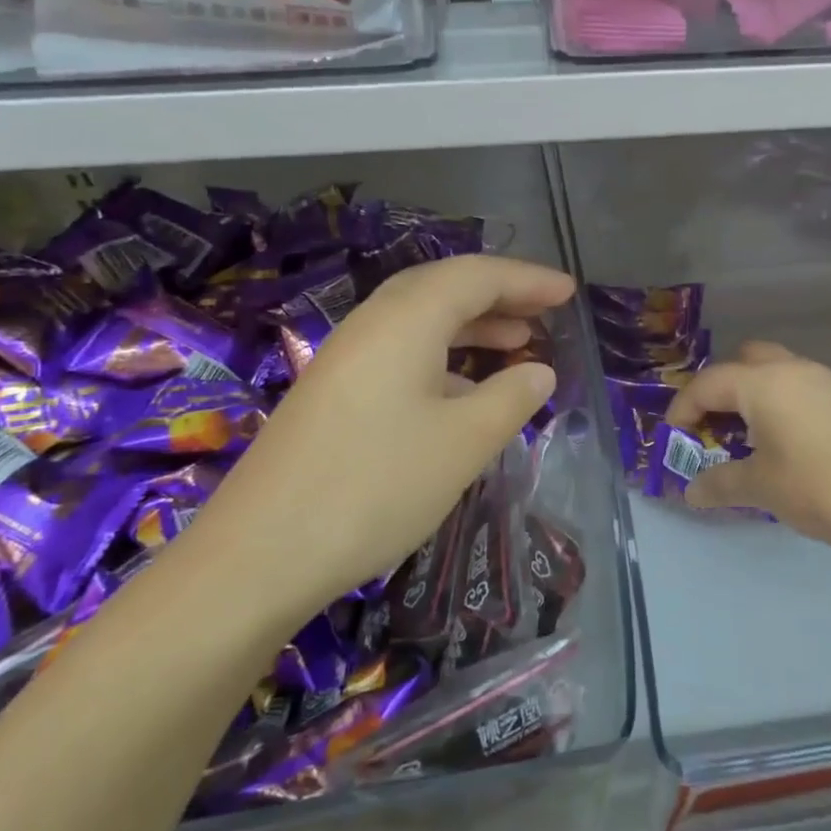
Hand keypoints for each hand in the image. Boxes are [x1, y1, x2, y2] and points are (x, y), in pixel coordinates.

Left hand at [200, 255, 573, 598]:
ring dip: (472, 325)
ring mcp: (347, 357)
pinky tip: (464, 390)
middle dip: (500, 294)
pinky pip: (401, 351)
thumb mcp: (463, 443)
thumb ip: (511, 398)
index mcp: (406, 319)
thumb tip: (538, 371)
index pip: (478, 276)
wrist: (260, 554)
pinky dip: (443, 356)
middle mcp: (373, 323)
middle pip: (445, 287)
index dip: (528, 280)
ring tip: (518, 343)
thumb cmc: (375, 487)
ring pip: (421, 320)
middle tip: (546, 311)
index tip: (570, 292)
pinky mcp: (335, 391)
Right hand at [668, 341, 830, 552]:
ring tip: (744, 434)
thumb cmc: (817, 487)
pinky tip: (781, 439)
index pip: (708, 384)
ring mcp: (821, 379)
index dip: (683, 408)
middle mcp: (790, 369)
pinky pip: (795, 385)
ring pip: (772, 370)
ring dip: (750, 393)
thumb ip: (718, 483)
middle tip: (711, 424)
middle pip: (742, 362)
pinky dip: (776, 400)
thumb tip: (691, 492)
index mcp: (762, 383)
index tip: (673, 437)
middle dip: (719, 389)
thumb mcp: (759, 488)